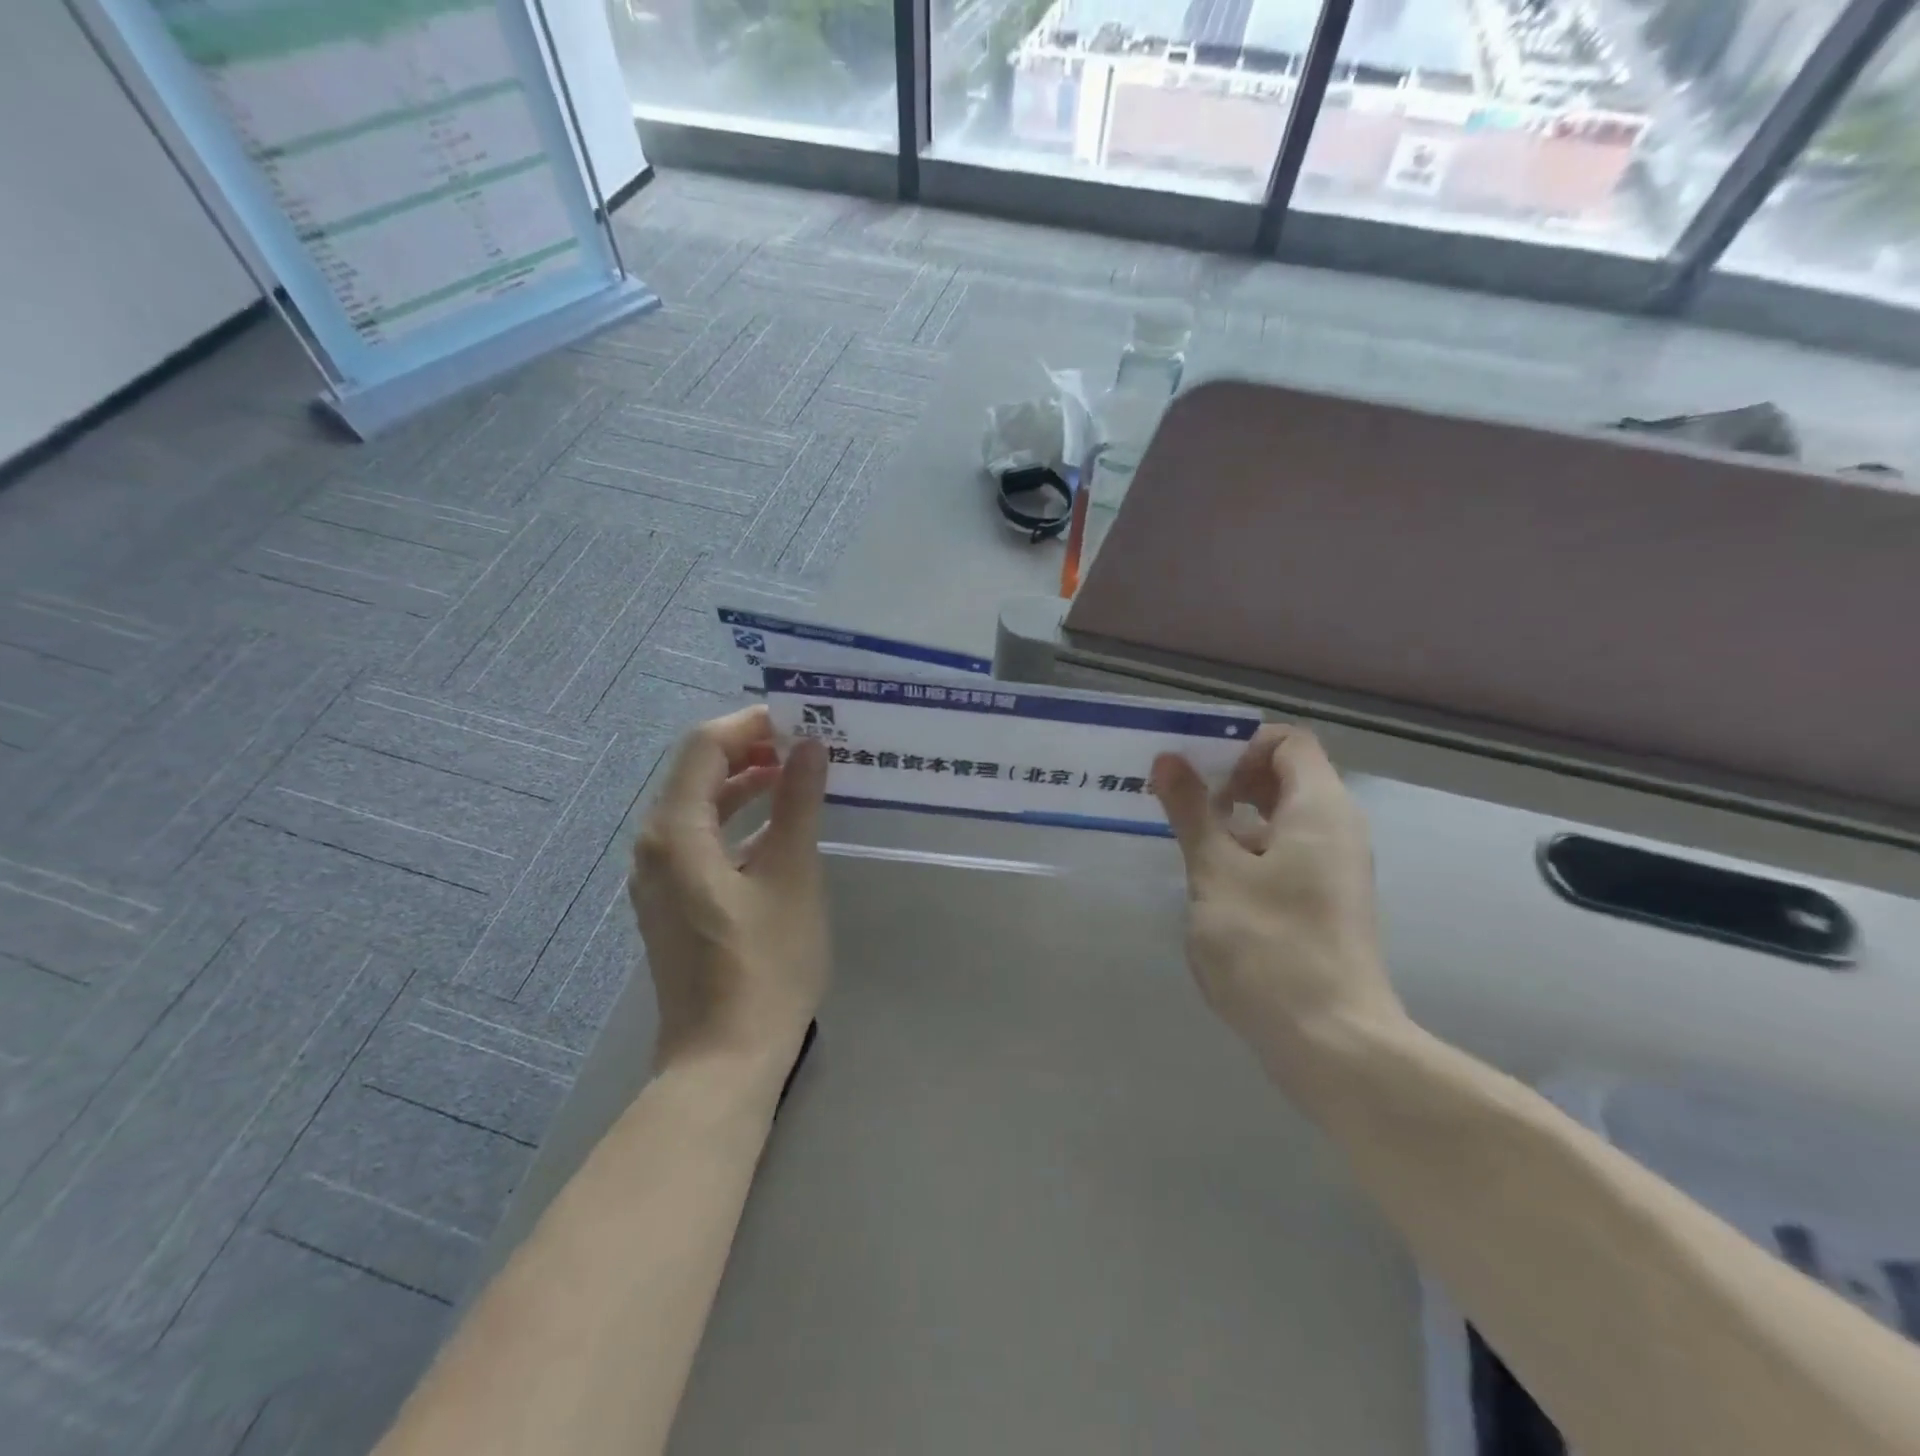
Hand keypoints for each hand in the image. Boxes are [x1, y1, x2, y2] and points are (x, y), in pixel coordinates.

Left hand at [629, 707, 829, 1072]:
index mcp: (675, 831)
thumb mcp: (791, 875)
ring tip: (800, 777)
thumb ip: (797, 803)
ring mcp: (658, 876)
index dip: (751, 724)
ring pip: (700, 806)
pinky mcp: (673, 901)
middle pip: (698, 772)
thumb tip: (810, 746)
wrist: (724, 1058)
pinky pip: (701, 839)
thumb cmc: (765, 964)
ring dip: (747, 785)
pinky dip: (738, 821)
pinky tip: (780, 828)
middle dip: (752, 750)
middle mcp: (654, 845)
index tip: (801, 721)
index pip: (705, 746)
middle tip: (808, 745)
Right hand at [1152, 724, 1403, 1081]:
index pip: (1288, 741)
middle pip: (1286, 776)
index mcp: (1319, 808)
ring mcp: (1335, 868)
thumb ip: (1191, 811)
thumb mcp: (1215, 872)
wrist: (1331, 1042)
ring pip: (1282, 817)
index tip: (1195, 773)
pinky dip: (1249, 849)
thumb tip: (1168, 760)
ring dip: (1234, 817)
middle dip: (1229, 779)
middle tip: (1180, 802)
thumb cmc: (1269, 945)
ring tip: (1187, 840)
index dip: (1239, 745)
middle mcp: (1337, 829)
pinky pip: (1287, 852)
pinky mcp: (1326, 902)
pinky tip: (1212, 881)